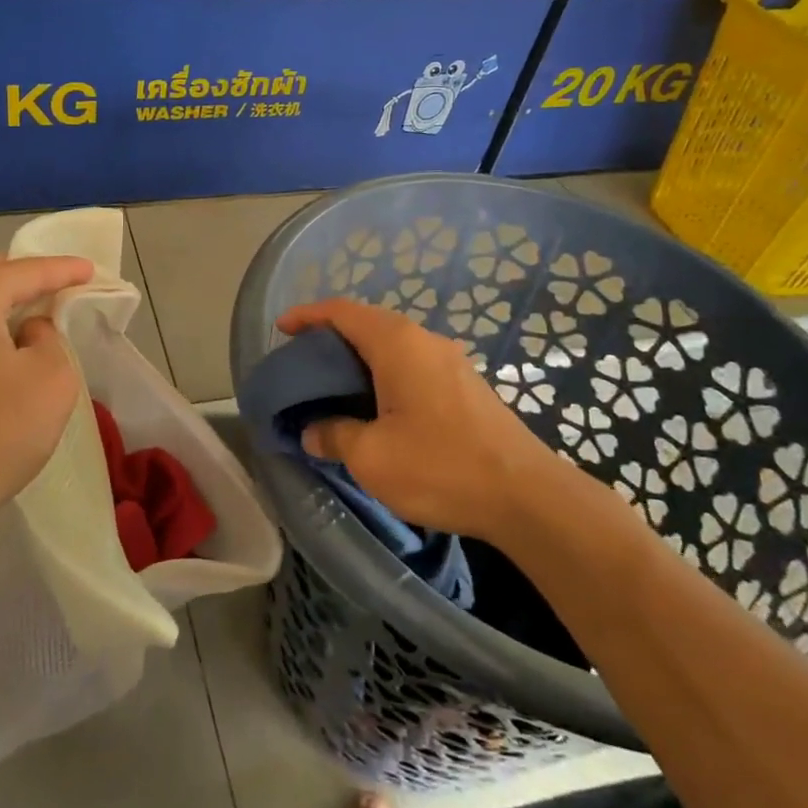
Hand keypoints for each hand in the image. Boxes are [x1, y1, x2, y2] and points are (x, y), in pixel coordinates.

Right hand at [277, 298, 557, 542]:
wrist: (527, 496)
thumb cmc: (441, 466)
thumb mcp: (371, 457)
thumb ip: (334, 435)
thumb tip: (313, 431)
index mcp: (396, 343)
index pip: (342, 312)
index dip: (308, 315)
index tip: (281, 329)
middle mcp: (424, 340)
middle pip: (367, 323)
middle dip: (331, 337)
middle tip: (302, 364)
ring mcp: (450, 361)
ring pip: (392, 345)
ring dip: (359, 358)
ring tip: (333, 386)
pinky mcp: (465, 385)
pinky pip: (412, 364)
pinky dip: (383, 373)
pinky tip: (376, 406)